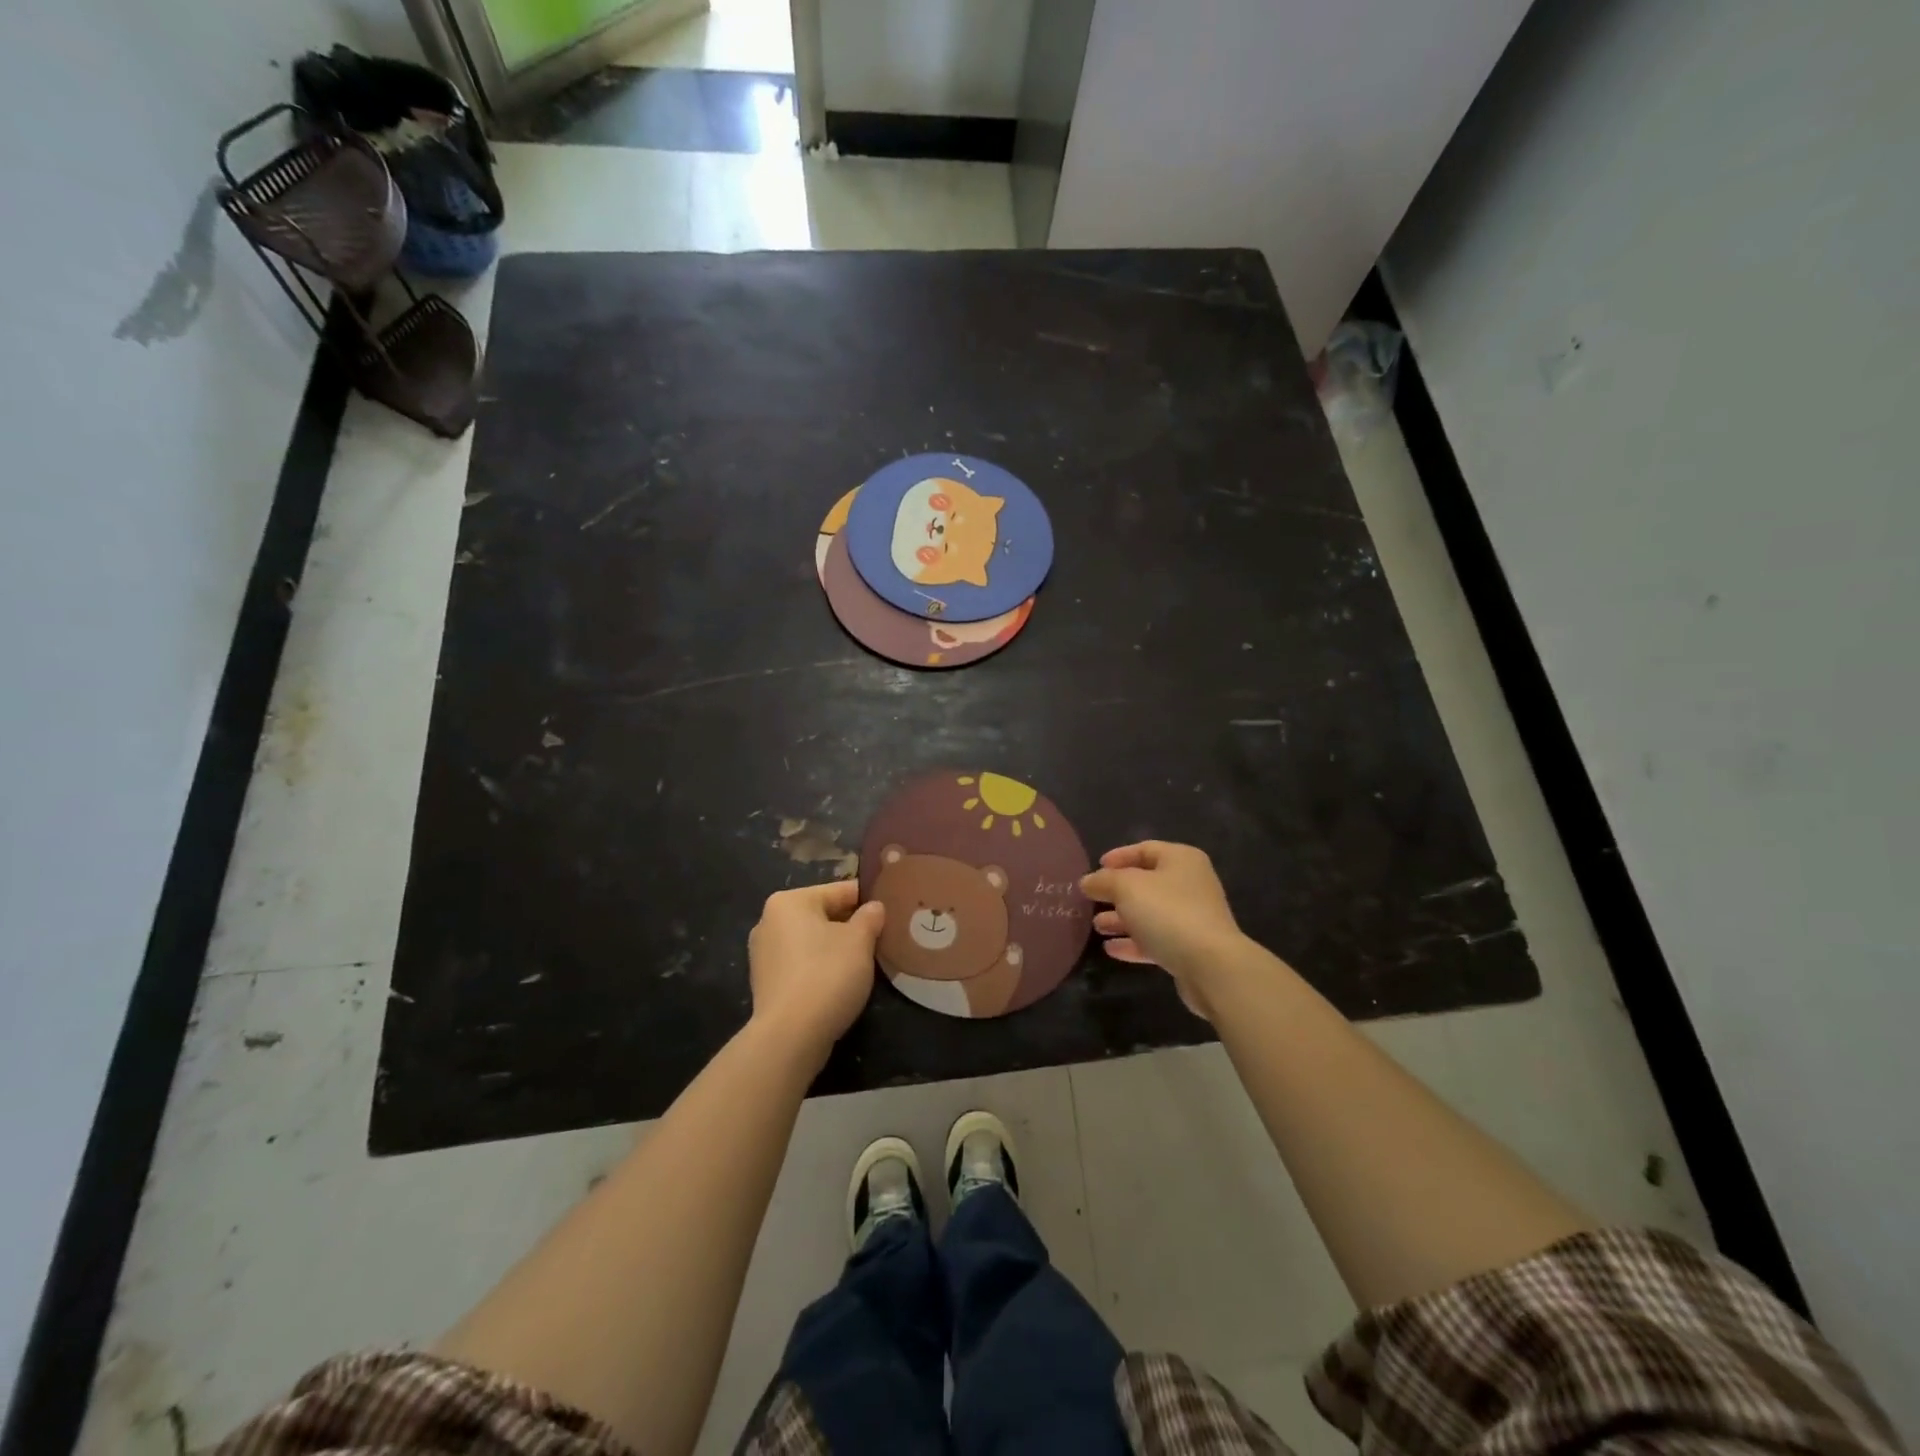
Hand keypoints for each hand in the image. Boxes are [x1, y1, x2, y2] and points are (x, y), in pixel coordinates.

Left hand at [748, 881, 885, 1059]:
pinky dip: (820, 969)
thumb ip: (870, 917)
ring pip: (812, 942)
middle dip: (851, 926)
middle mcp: (769, 921)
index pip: (840, 891)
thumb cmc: (827, 975)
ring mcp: (763, 954)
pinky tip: (840, 984)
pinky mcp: (766, 984)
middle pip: (823, 915)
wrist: (790, 1037)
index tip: (891, 912)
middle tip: (881, 939)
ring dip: (836, 949)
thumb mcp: (860, 941)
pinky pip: (802, 965)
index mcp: (789, 901)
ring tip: (864, 963)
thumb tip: (874, 907)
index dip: (869, 901)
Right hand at [1081, 841, 1245, 1019]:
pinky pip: (1156, 939)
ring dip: (1122, 919)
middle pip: (1147, 883)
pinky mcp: (1190, 948)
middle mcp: (1190, 884)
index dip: (1119, 856)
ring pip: (1150, 913)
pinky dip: (1133, 942)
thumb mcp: (1127, 887)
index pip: (1145, 849)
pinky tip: (1111, 949)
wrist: (1211, 966)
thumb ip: (1104, 881)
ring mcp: (1192, 918)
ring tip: (1096, 926)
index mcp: (1181, 860)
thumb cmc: (1168, 913)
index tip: (1096, 868)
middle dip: (1116, 892)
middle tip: (1092, 899)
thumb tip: (1088, 881)